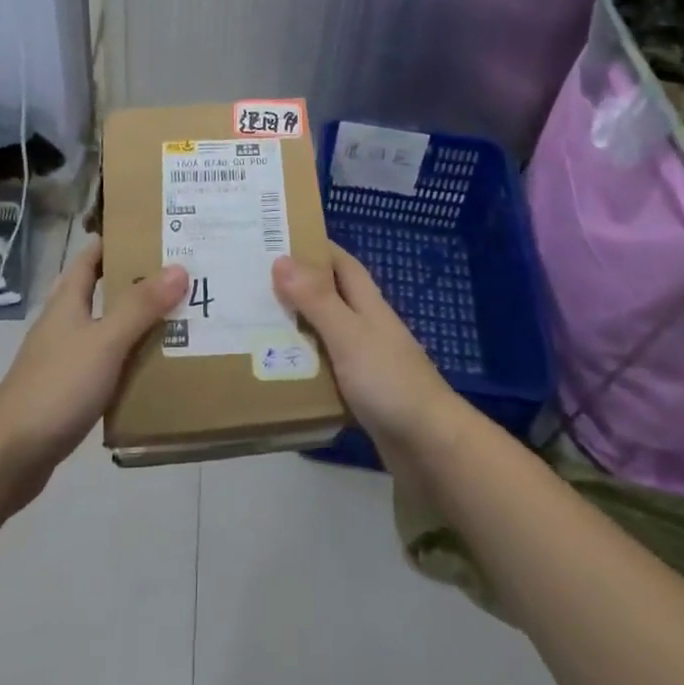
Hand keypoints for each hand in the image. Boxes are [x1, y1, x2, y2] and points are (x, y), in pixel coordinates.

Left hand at [0, 239, 186, 503]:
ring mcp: (64, 358)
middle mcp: (64, 323)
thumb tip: (179, 268)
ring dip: (135, 322)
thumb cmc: (57, 386)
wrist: (10, 455)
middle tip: (179, 274)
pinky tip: (153, 367)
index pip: (91, 257)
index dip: (116, 240)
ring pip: (105, 328)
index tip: (153, 231)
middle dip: (135, 281)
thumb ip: (141, 306)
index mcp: (68, 301)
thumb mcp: (105, 341)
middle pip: (101, 291)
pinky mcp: (68, 390)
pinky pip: (105, 363)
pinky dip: (128, 359)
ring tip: (177, 317)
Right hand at [273, 247, 464, 459]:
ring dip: (297, 327)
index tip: (277, 239)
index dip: (314, 247)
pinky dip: (305, 365)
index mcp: (368, 303)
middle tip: (253, 283)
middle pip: (330, 296)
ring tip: (254, 324)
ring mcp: (366, 360)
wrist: (430, 446)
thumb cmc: (389, 380)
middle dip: (297, 287)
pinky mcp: (362, 392)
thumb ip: (316, 299)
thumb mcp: (348, 334)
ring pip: (326, 333)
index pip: (341, 262)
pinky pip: (327, 369)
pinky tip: (279, 371)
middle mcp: (367, 325)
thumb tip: (281, 259)